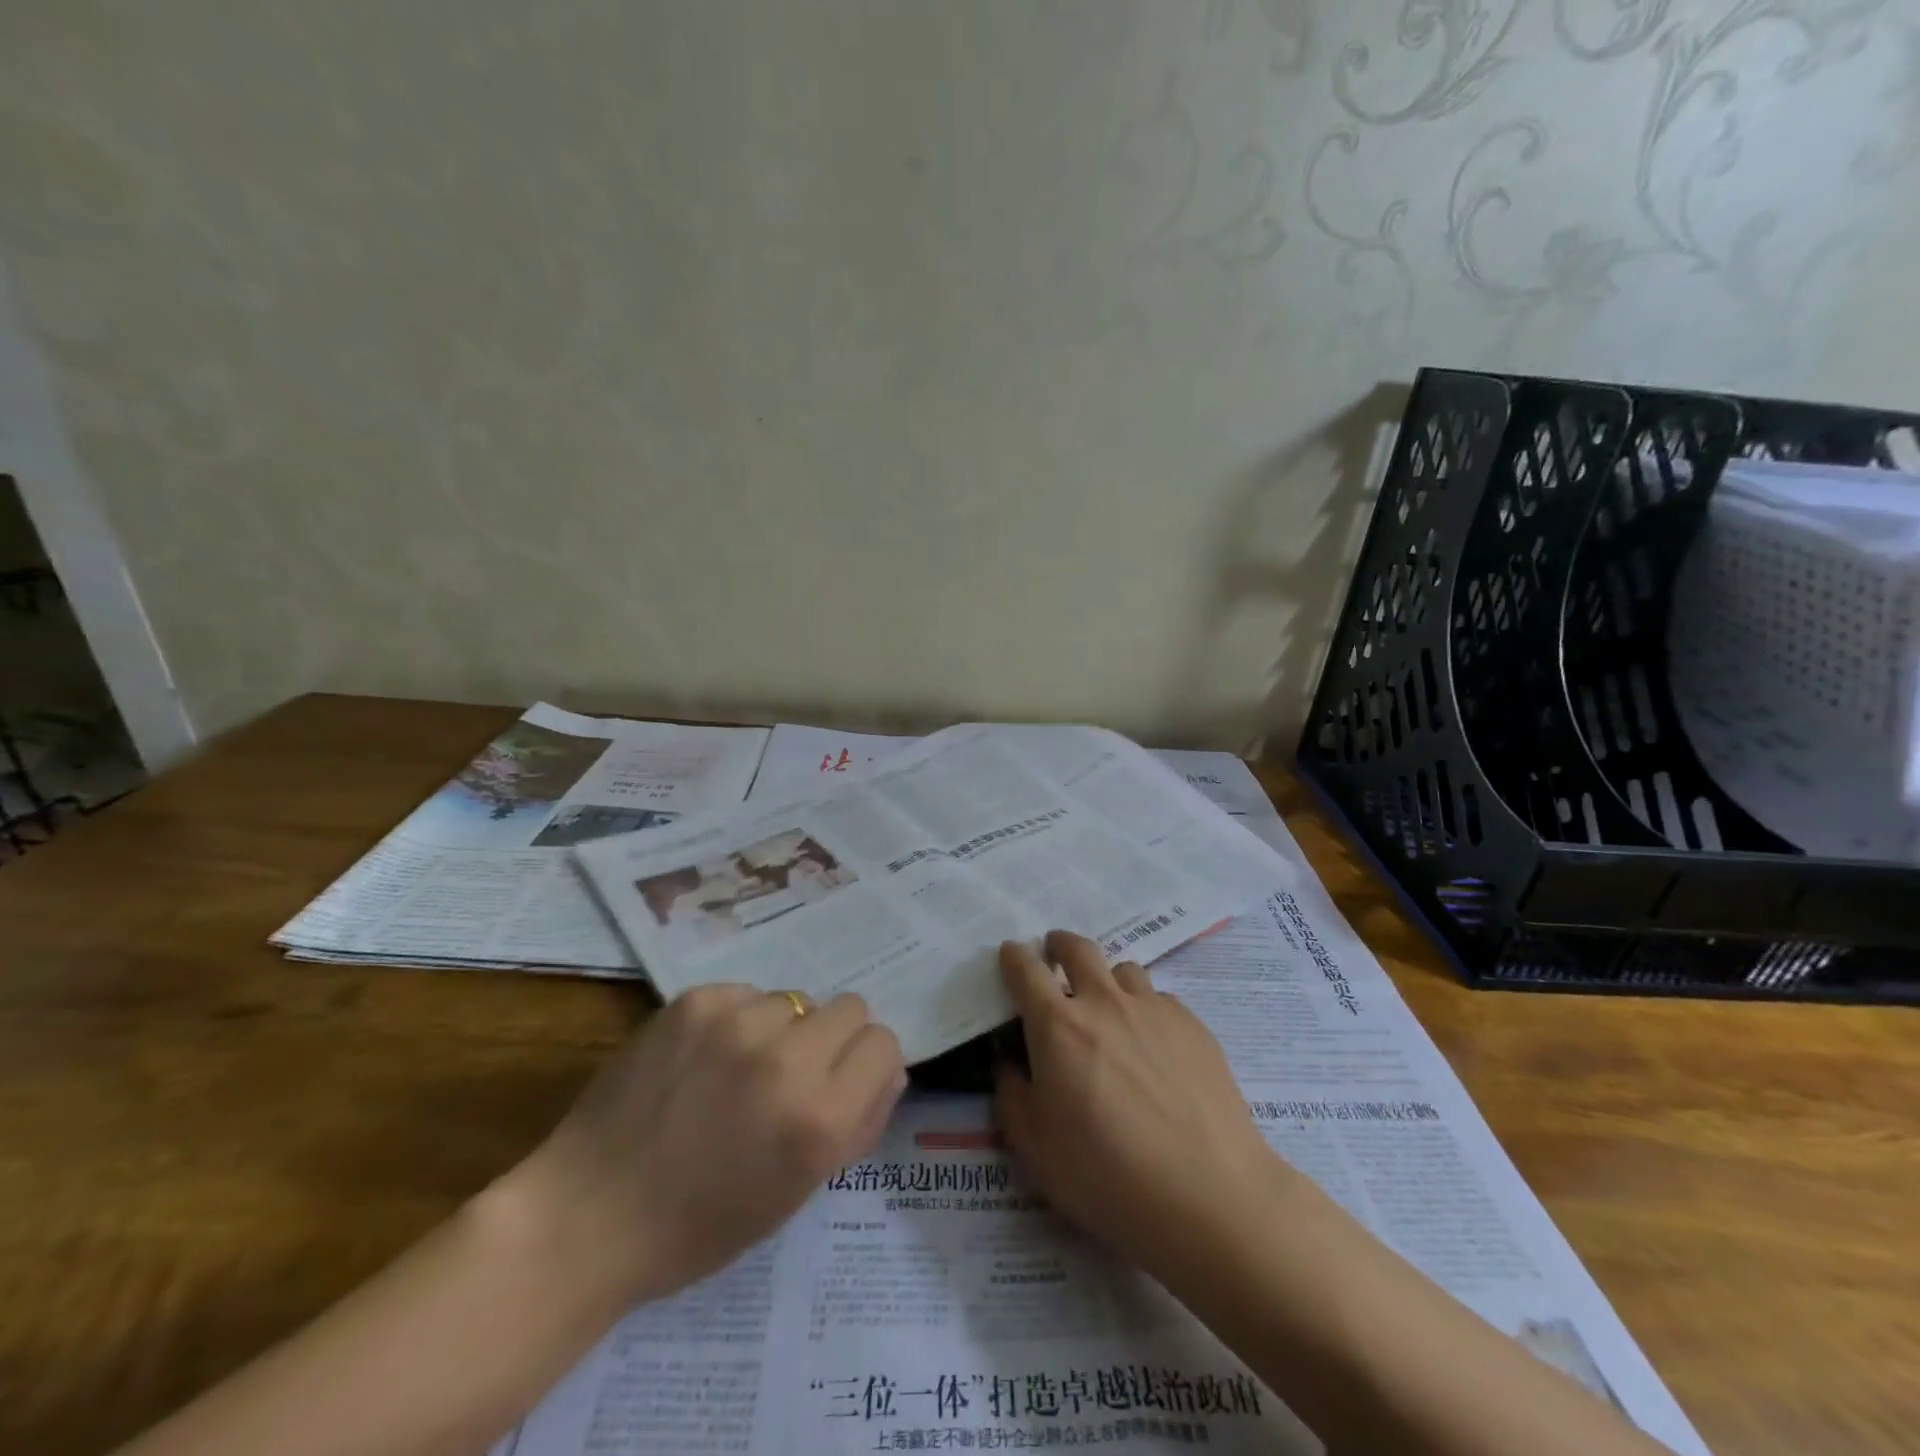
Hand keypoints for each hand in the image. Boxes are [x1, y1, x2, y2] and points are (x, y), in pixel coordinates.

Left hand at [508, 986, 905, 1309]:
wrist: (588, 1215)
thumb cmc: (700, 1225)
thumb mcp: (799, 1192)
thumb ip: (858, 1124)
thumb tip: (887, 1070)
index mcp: (820, 1117)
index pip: (884, 1044)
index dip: (867, 1066)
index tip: (842, 1085)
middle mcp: (788, 1058)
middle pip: (851, 1007)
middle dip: (832, 1040)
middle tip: (793, 1074)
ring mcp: (738, 1022)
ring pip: (796, 999)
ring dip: (781, 1030)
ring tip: (737, 1071)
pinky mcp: (696, 1002)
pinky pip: (746, 993)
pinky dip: (737, 1021)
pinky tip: (702, 1059)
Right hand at [994, 932, 1290, 1282]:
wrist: (1207, 1194)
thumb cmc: (1107, 1176)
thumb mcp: (1035, 1148)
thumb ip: (1013, 1096)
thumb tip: (1011, 1064)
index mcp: (1058, 1026)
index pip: (1026, 971)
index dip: (1014, 957)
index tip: (1010, 953)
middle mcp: (1104, 1003)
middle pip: (1079, 949)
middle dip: (1060, 944)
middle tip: (1055, 952)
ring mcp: (1153, 1009)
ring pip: (1123, 970)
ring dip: (1107, 979)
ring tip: (1109, 1006)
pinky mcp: (1193, 1025)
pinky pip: (1160, 1000)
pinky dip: (1146, 1010)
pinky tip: (1154, 1046)